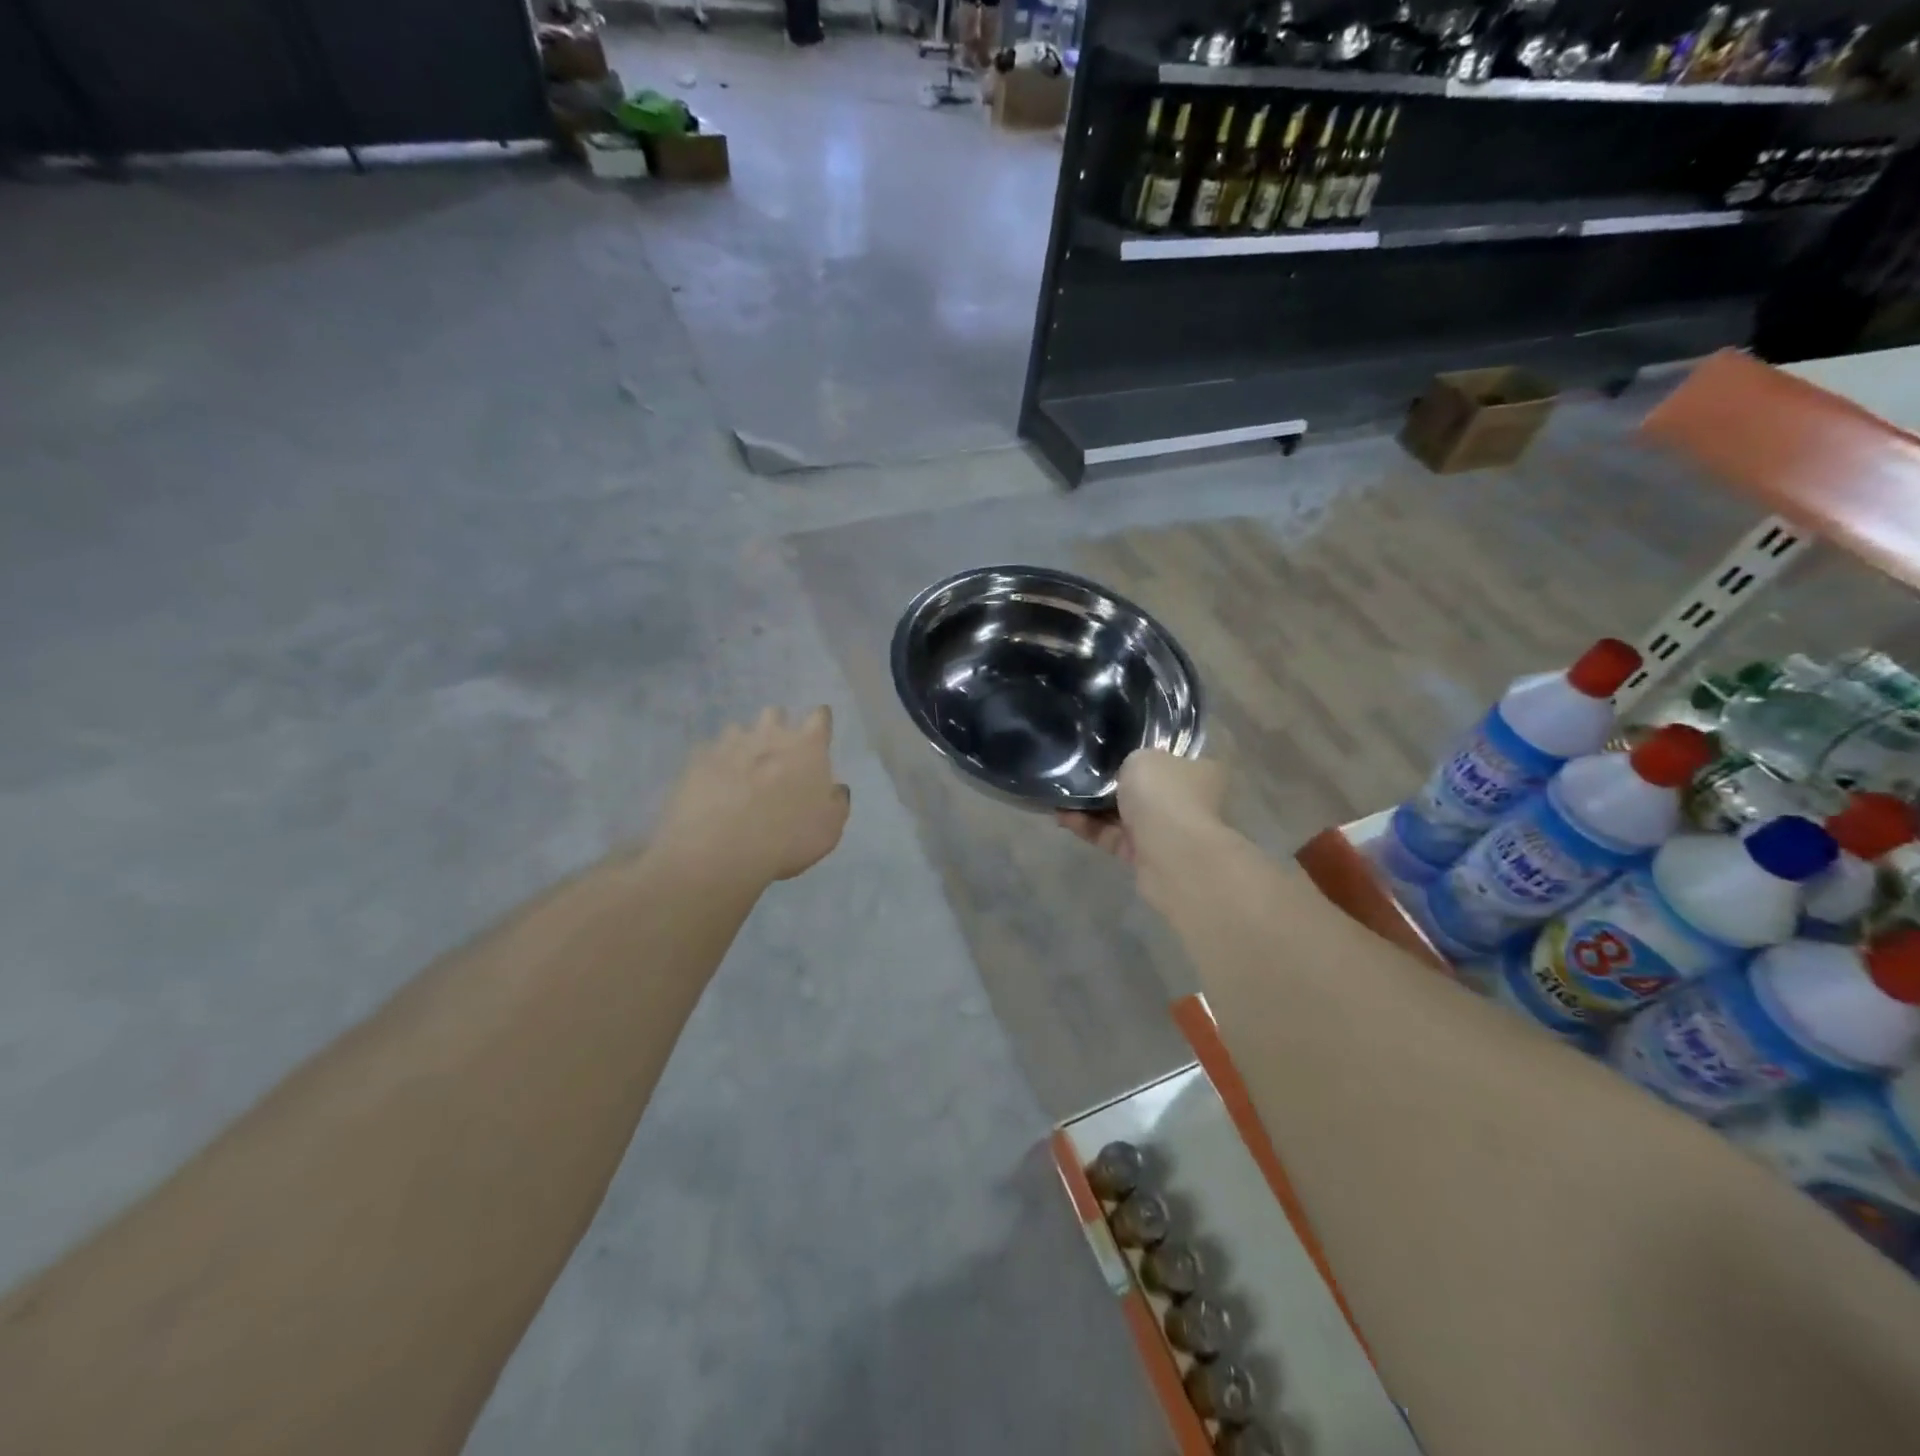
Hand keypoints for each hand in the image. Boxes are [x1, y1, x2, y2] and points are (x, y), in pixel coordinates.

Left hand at [655, 707, 850, 886]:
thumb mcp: (829, 830)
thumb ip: (836, 802)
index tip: (818, 734)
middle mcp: (769, 735)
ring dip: (743, 744)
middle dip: (777, 726)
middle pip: (775, 713)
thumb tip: (834, 789)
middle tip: (778, 754)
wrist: (718, 851)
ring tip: (741, 771)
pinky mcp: (697, 760)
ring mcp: (729, 744)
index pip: (820, 717)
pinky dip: (714, 764)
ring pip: (738, 729)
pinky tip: (713, 785)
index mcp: (807, 748)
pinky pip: (708, 752)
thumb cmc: (786, 839)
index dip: (820, 722)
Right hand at [1058, 750, 1227, 905]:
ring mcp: (1166, 832)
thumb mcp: (1144, 758)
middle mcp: (1187, 801)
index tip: (1113, 749)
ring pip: (1124, 815)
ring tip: (1060, 794)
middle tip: (1080, 771)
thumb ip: (1132, 760)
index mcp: (1199, 771)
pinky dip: (1089, 828)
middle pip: (1145, 789)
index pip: (1171, 758)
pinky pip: (1112, 837)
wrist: (1172, 855)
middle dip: (1112, 783)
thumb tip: (1128, 770)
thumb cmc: (1165, 794)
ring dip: (1093, 807)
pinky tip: (1061, 816)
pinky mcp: (1144, 857)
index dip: (1143, 753)